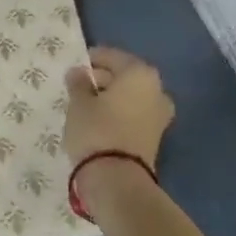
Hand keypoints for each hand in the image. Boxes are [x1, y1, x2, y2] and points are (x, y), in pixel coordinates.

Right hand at [63, 47, 173, 170]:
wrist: (118, 179)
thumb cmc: (96, 130)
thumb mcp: (79, 103)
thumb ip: (79, 83)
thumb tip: (78, 72)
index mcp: (140, 73)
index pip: (113, 57)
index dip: (93, 58)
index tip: (76, 65)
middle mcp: (157, 90)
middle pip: (126, 76)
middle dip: (103, 79)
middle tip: (79, 85)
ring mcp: (160, 115)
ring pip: (131, 97)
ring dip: (112, 98)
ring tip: (86, 105)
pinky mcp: (155, 137)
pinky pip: (134, 115)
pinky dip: (119, 114)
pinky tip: (100, 121)